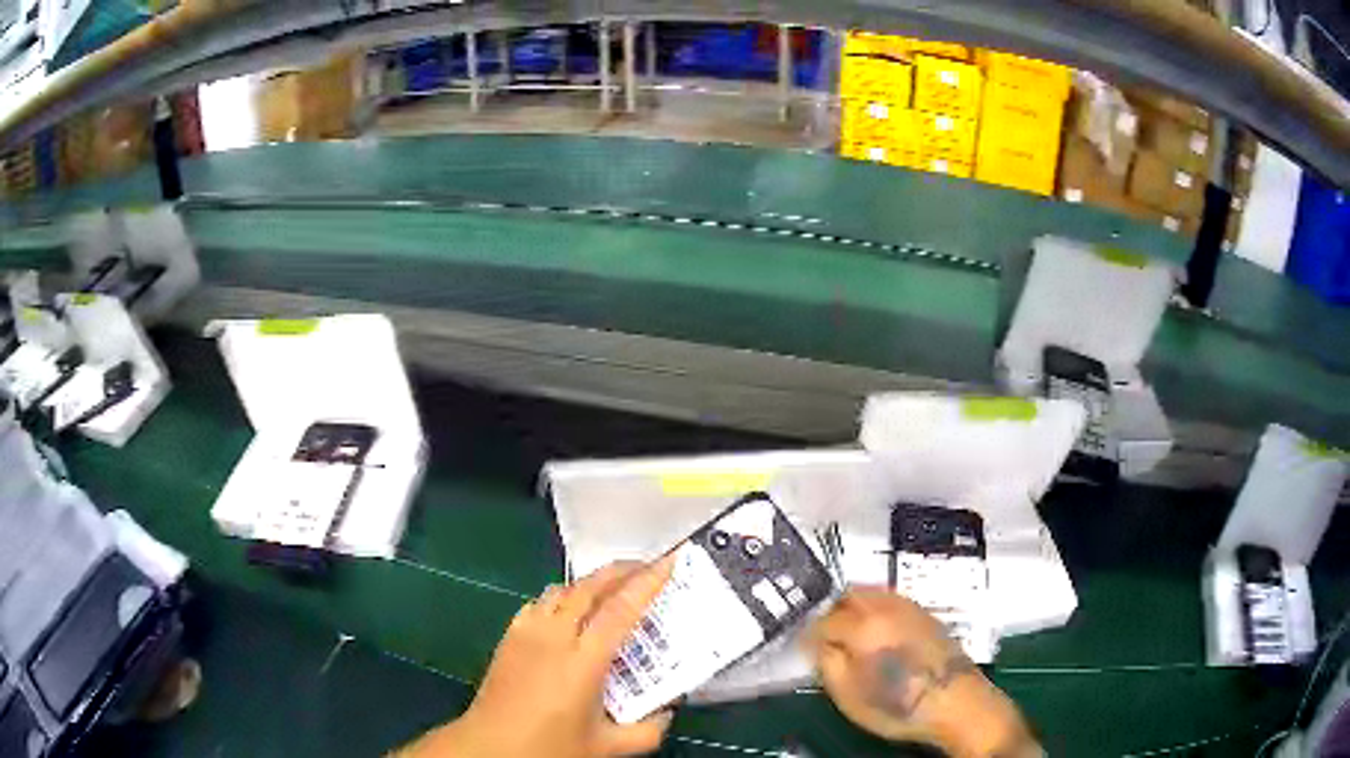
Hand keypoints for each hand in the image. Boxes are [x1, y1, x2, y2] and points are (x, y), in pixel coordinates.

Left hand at [398, 558, 675, 757]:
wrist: (489, 747)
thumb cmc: (549, 747)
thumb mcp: (608, 749)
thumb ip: (648, 731)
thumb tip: (668, 711)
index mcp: (583, 662)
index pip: (621, 611)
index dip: (648, 582)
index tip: (669, 561)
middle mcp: (553, 637)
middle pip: (589, 588)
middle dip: (621, 570)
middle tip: (648, 566)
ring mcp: (526, 633)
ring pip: (562, 591)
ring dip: (591, 583)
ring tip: (613, 588)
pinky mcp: (508, 637)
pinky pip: (539, 604)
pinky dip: (561, 597)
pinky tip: (569, 612)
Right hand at [808, 588, 1039, 757]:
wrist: (955, 701)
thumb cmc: (899, 706)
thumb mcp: (849, 696)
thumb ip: (827, 665)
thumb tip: (820, 646)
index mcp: (862, 627)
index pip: (823, 622)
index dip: (808, 636)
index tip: (803, 648)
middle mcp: (885, 608)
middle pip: (848, 595)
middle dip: (832, 612)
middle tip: (826, 636)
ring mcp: (909, 607)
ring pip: (872, 592)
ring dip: (855, 607)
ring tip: (851, 634)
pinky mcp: (926, 614)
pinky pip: (892, 600)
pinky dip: (877, 609)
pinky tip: (879, 633)